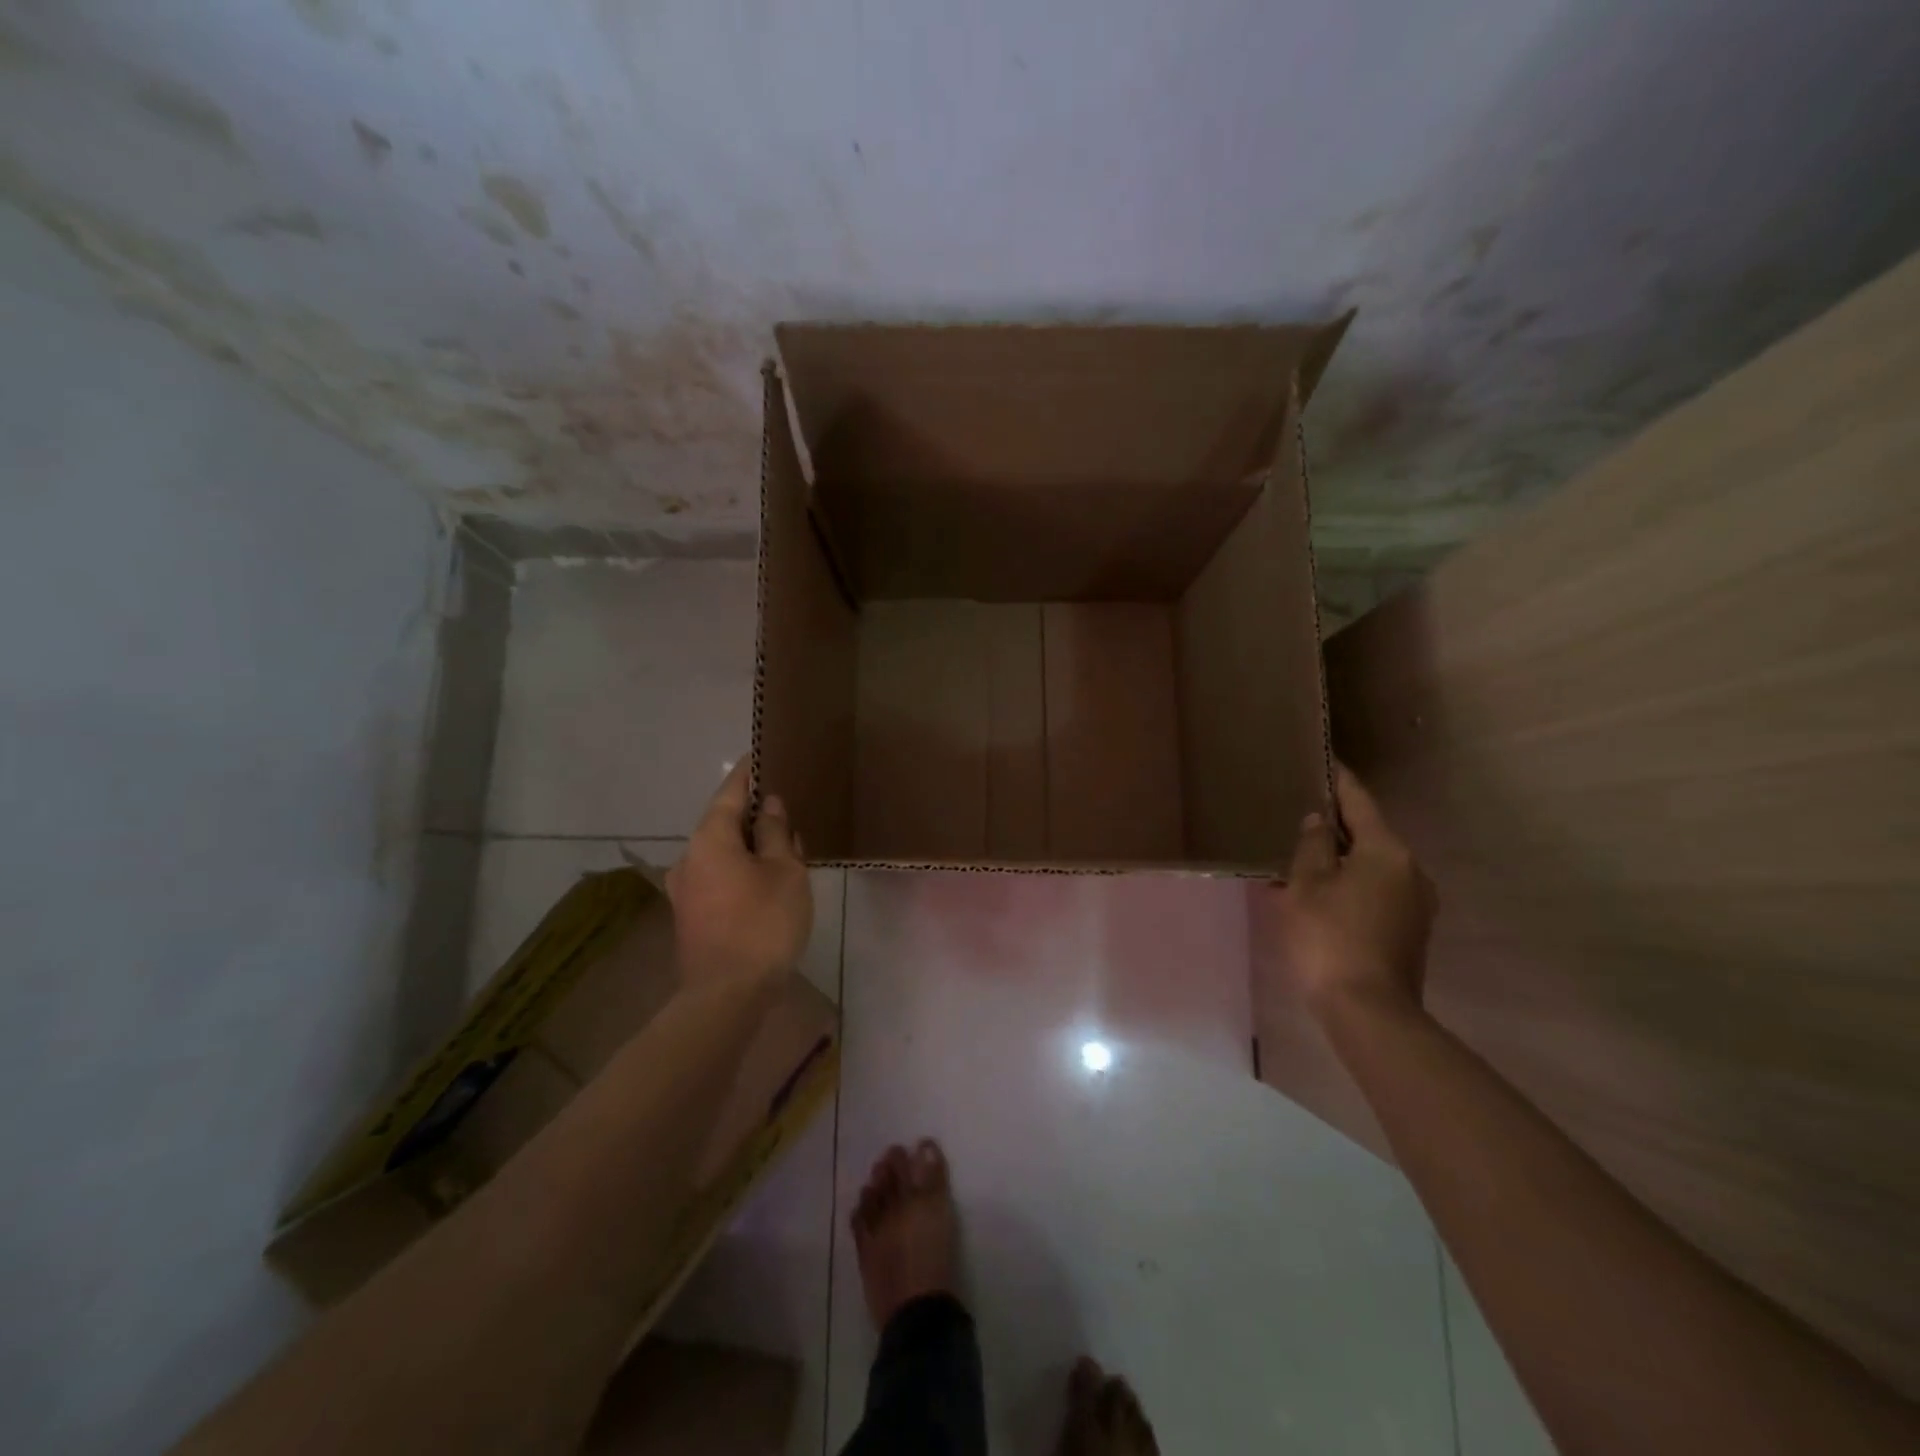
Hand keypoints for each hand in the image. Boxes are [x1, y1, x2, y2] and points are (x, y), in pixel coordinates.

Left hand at [666, 760, 812, 986]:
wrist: (726, 996)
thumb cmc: (763, 924)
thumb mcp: (785, 872)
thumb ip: (777, 833)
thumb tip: (770, 805)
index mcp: (710, 839)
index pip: (730, 792)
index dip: (748, 773)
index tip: (761, 754)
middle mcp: (689, 857)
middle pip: (724, 823)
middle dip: (755, 816)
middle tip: (787, 811)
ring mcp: (685, 889)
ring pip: (722, 853)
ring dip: (750, 846)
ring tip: (785, 849)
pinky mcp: (691, 915)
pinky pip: (719, 877)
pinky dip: (741, 869)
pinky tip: (767, 881)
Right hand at [1271, 763, 1436, 1022]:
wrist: (1369, 1011)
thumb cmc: (1329, 938)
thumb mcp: (1305, 885)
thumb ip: (1311, 846)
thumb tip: (1318, 821)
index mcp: (1386, 851)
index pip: (1359, 801)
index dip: (1339, 780)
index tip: (1324, 760)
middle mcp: (1411, 870)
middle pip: (1369, 834)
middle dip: (1336, 825)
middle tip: (1300, 814)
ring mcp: (1417, 902)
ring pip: (1372, 865)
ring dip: (1341, 859)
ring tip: (1304, 858)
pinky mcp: (1412, 930)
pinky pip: (1377, 891)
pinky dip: (1350, 885)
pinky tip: (1321, 895)